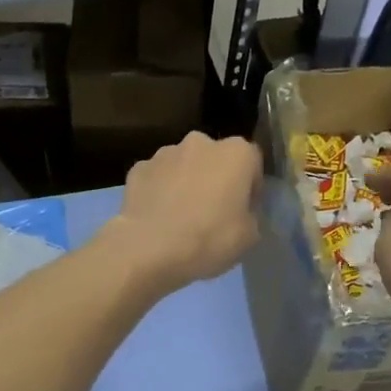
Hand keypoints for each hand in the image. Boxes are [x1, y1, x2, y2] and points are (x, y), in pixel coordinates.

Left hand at [106, 132, 260, 294]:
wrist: (149, 248)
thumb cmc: (209, 238)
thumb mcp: (249, 236)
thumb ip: (250, 214)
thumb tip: (239, 210)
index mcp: (236, 153)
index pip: (252, 162)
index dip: (250, 187)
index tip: (243, 209)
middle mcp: (200, 143)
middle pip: (214, 159)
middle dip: (215, 178)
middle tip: (212, 211)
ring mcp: (164, 153)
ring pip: (183, 165)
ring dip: (185, 182)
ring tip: (180, 216)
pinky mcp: (138, 168)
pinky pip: (156, 178)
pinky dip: (158, 191)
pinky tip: (157, 216)